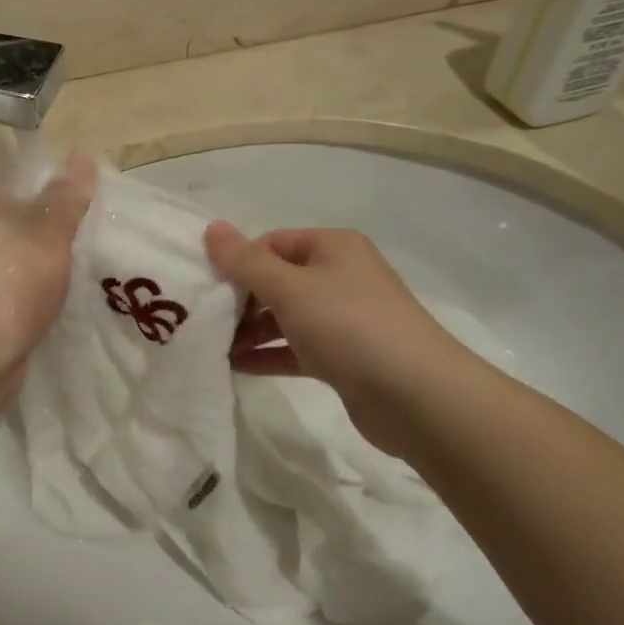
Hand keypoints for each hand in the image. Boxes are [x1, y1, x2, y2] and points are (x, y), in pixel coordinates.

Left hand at [0, 154, 93, 379]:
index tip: (92, 188)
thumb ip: (66, 197)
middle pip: (24, 212)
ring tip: (96, 252)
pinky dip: (45, 280)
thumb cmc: (10, 284)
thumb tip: (81, 155)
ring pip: (25, 249)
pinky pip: (24, 279)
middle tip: (102, 220)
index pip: (20, 174)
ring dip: (54, 253)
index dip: (56, 177)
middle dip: (59, 218)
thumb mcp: (48, 233)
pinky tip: (72, 285)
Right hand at [204, 223, 472, 427]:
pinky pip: (297, 348)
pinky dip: (269, 354)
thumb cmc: (348, 325)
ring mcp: (345, 319)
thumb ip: (246, 261)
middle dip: (241, 299)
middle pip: (278, 279)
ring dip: (251, 330)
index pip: (272, 243)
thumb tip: (212, 228)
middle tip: (207, 321)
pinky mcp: (345, 358)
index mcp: (333, 247)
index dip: (239, 261)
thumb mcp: (289, 288)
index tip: (207, 288)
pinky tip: (236, 367)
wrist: (416, 396)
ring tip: (214, 348)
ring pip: (286, 316)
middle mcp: (340, 276)